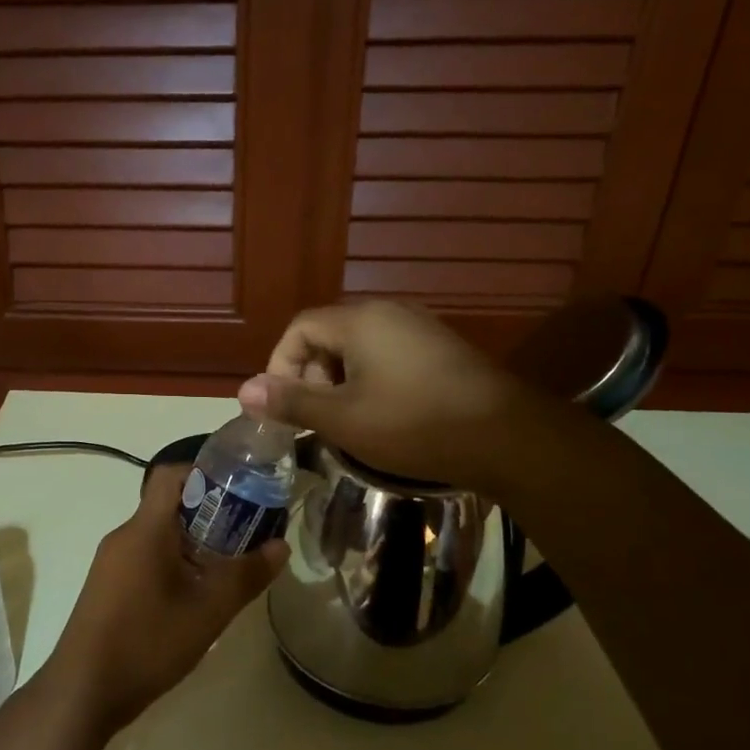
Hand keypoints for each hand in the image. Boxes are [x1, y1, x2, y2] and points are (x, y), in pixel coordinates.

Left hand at [39, 463, 286, 734]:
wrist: (82, 691)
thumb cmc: (147, 643)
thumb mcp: (207, 613)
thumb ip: (245, 576)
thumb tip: (280, 546)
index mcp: (144, 530)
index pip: (170, 475)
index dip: (205, 473)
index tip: (241, 489)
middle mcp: (123, 536)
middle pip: (169, 506)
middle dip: (210, 513)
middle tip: (248, 532)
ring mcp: (111, 562)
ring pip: (158, 535)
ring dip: (194, 542)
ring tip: (230, 566)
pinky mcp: (107, 586)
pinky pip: (145, 557)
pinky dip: (174, 563)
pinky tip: (196, 595)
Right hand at [237, 300, 523, 489]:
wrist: (506, 437)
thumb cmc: (414, 425)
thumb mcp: (343, 419)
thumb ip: (291, 402)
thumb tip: (243, 390)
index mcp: (360, 321)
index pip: (299, 329)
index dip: (280, 366)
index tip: (284, 407)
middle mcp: (388, 312)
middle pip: (328, 335)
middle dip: (311, 376)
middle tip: (317, 417)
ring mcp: (419, 328)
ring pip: (358, 348)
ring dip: (340, 382)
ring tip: (347, 421)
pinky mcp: (440, 349)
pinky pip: (387, 355)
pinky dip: (370, 381)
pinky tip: (384, 415)